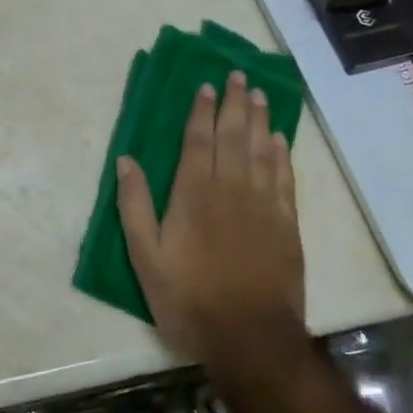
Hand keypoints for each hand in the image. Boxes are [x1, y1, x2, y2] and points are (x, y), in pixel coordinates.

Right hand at [116, 72, 308, 380]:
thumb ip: (135, 206)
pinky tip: (280, 139)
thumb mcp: (146, 257)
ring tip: (259, 95)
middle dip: (235, 103)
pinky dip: (282, 154)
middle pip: (234, 136)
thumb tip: (126, 159)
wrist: (249, 336)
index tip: (206, 86)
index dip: (201, 111)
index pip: (198, 140)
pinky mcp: (286, 223)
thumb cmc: (188, 298)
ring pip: (262, 150)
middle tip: (238, 76)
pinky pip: (285, 178)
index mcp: (193, 193)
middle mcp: (231, 188)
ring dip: (260, 119)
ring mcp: (263, 204)